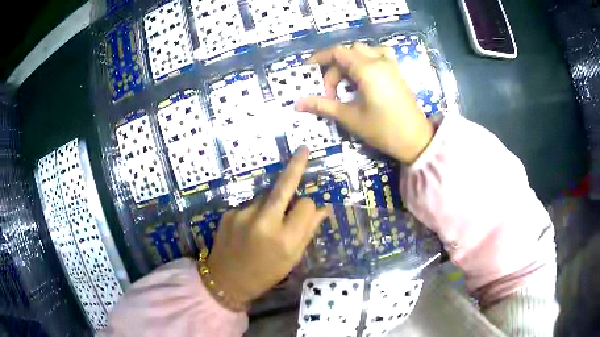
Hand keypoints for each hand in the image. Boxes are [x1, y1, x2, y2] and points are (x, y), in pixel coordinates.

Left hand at [206, 147, 327, 305]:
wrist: (226, 281)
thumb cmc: (265, 274)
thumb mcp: (291, 258)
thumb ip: (307, 231)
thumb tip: (323, 208)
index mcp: (284, 239)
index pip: (305, 206)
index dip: (308, 207)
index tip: (308, 210)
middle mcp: (263, 223)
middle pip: (283, 187)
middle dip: (295, 166)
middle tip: (304, 149)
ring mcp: (242, 215)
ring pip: (266, 198)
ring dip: (271, 204)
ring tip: (264, 225)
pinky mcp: (229, 212)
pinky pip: (250, 205)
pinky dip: (255, 212)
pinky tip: (248, 229)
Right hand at [296, 43, 433, 163]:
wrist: (415, 140)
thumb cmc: (383, 129)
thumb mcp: (350, 118)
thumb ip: (323, 105)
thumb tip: (297, 103)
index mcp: (367, 69)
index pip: (337, 52)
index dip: (319, 58)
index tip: (308, 71)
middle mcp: (379, 61)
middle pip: (349, 52)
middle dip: (335, 68)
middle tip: (331, 92)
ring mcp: (390, 65)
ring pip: (364, 51)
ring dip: (350, 62)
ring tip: (347, 83)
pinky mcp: (397, 72)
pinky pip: (379, 55)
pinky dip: (366, 59)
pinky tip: (365, 75)